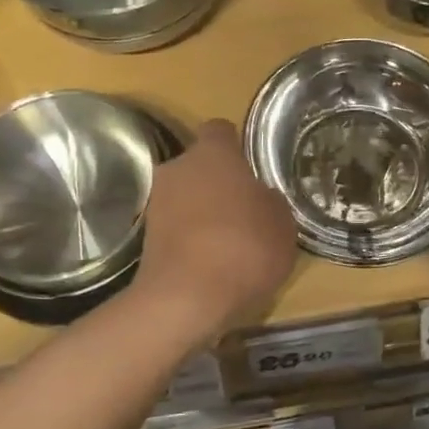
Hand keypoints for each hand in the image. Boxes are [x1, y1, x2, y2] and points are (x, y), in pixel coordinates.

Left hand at [134, 120, 295, 339]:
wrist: (186, 298)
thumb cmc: (244, 247)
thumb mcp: (282, 223)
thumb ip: (271, 202)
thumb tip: (260, 198)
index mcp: (213, 153)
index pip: (221, 130)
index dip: (236, 146)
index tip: (250, 166)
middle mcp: (178, 168)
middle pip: (200, 166)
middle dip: (219, 182)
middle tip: (245, 208)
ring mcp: (156, 203)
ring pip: (186, 197)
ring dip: (203, 212)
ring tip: (230, 241)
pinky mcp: (146, 238)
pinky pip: (177, 227)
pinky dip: (192, 238)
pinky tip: (212, 262)